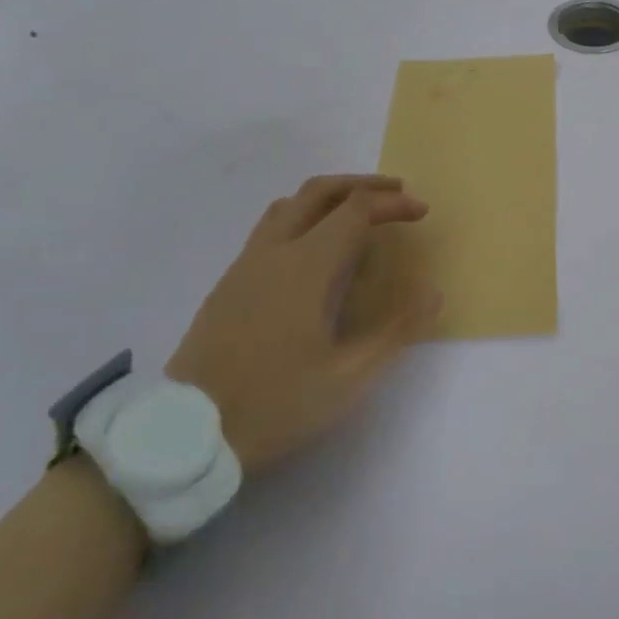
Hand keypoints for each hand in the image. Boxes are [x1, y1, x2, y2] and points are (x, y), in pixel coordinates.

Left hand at [167, 174, 440, 472]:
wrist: (184, 434)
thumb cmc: (274, 403)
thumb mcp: (348, 378)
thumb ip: (395, 331)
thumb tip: (434, 292)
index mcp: (307, 266)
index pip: (356, 210)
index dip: (393, 203)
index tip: (421, 212)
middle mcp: (275, 251)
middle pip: (321, 191)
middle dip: (364, 184)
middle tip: (397, 192)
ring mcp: (247, 263)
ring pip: (291, 203)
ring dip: (332, 195)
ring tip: (360, 210)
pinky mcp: (230, 280)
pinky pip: (272, 224)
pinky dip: (305, 214)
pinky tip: (315, 246)